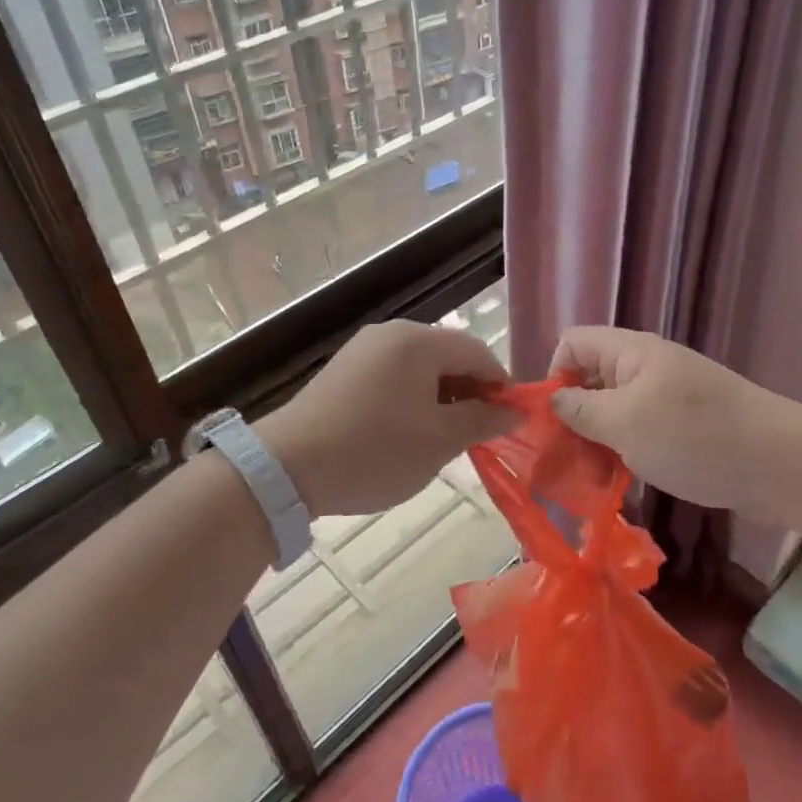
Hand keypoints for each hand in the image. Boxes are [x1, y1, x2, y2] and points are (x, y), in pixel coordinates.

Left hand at [259, 320, 514, 519]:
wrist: (286, 468)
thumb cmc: (374, 451)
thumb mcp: (438, 441)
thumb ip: (482, 421)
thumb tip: (515, 411)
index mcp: (418, 341)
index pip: (477, 352)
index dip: (500, 385)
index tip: (508, 421)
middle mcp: (391, 334)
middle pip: (448, 355)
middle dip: (470, 392)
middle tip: (476, 434)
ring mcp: (363, 350)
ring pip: (420, 368)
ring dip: (441, 398)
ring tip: (443, 438)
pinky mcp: (344, 370)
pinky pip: (393, 376)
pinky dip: (412, 399)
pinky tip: (407, 432)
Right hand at [548, 326, 789, 510]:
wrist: (782, 464)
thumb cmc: (695, 437)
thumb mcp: (625, 424)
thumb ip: (580, 411)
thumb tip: (553, 400)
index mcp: (631, 353)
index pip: (573, 343)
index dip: (555, 375)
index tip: (555, 421)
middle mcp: (647, 368)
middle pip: (591, 380)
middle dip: (575, 420)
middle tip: (570, 464)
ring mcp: (669, 398)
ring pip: (615, 412)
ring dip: (599, 444)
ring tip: (599, 483)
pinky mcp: (686, 427)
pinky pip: (641, 432)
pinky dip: (627, 454)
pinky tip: (626, 485)